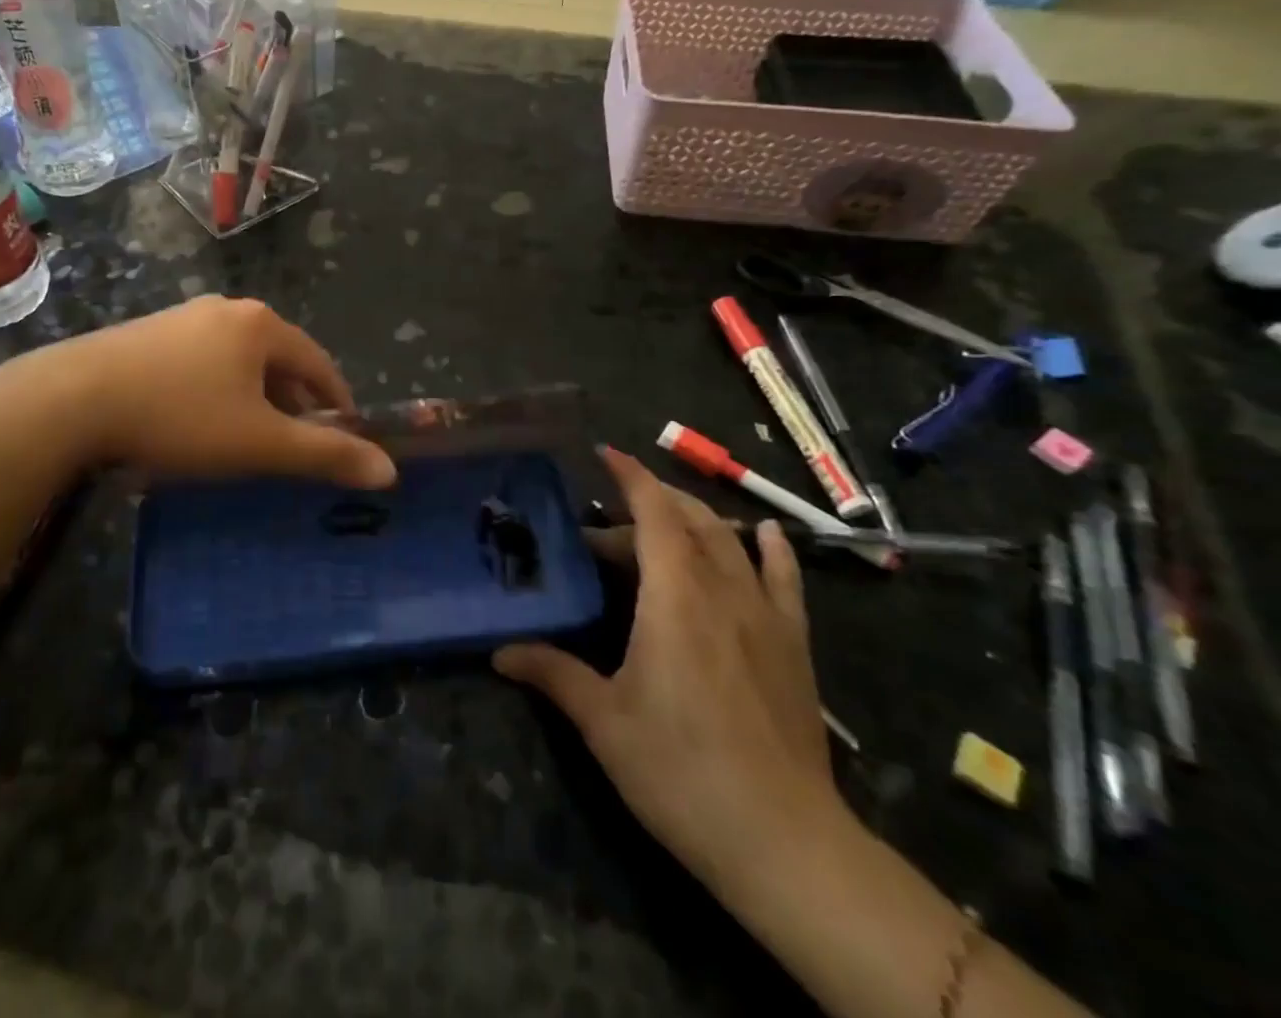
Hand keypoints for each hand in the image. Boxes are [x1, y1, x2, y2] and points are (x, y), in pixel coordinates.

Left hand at [27, 297, 397, 488]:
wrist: (73, 400)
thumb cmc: (180, 417)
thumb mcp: (260, 443)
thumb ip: (325, 455)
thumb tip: (388, 471)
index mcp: (261, 325)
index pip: (320, 362)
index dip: (338, 401)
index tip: (345, 436)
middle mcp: (226, 310)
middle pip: (279, 359)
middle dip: (293, 402)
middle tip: (294, 444)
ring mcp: (183, 317)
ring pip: (238, 361)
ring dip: (253, 397)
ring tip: (246, 437)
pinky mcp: (147, 334)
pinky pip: (202, 362)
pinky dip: (216, 390)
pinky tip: (196, 420)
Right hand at [493, 446, 849, 900]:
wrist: (785, 842)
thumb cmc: (680, 769)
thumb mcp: (603, 721)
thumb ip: (552, 674)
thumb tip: (500, 652)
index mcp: (673, 596)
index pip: (654, 513)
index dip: (630, 477)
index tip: (604, 452)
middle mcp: (721, 590)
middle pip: (687, 521)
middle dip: (646, 506)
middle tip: (604, 530)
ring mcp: (764, 615)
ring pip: (730, 541)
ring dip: (694, 519)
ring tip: (662, 522)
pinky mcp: (793, 645)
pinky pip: (785, 580)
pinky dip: (773, 549)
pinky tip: (764, 533)